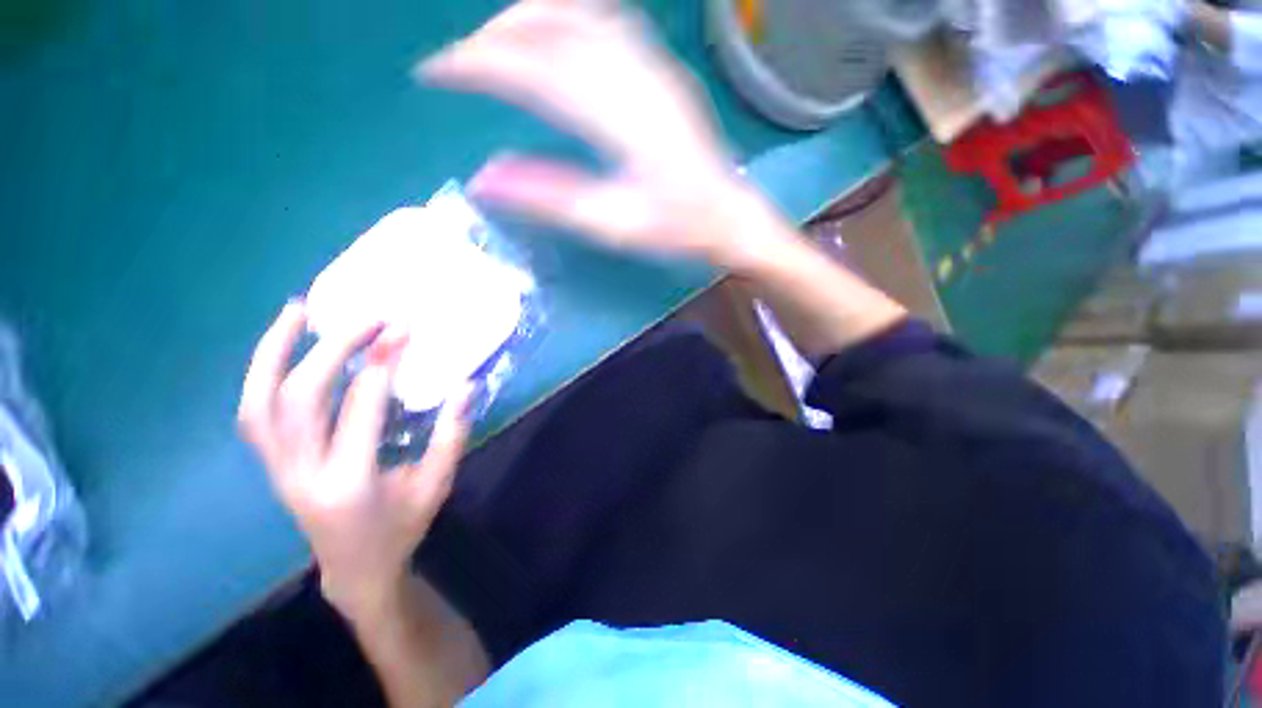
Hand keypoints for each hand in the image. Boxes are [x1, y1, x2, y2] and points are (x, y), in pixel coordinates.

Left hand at [238, 302, 472, 619]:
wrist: (357, 569)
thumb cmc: (403, 527)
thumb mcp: (437, 484)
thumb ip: (451, 434)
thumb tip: (465, 385)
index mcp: (352, 483)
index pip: (360, 409)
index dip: (381, 364)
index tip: (402, 330)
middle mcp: (304, 474)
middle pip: (301, 398)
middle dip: (334, 350)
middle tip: (369, 320)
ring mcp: (279, 470)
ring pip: (259, 403)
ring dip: (274, 352)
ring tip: (298, 311)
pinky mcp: (272, 465)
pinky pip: (255, 414)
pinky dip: (263, 374)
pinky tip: (283, 348)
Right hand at [420, 0, 788, 266]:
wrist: (729, 216)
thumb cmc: (677, 227)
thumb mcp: (613, 224)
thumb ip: (550, 198)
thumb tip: (483, 180)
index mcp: (619, 116)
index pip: (531, 68)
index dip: (474, 63)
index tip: (432, 73)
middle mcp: (635, 74)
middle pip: (550, 25)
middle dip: (492, 36)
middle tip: (458, 62)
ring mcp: (652, 65)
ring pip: (577, 12)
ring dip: (525, 18)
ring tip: (493, 44)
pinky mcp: (661, 70)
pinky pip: (605, 21)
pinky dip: (564, 19)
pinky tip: (550, 36)